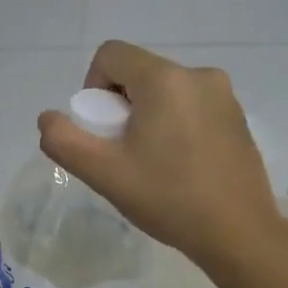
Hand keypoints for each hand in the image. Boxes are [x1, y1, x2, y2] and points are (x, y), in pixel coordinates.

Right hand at [37, 40, 285, 270]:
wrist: (238, 233)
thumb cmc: (168, 198)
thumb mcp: (104, 173)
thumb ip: (64, 140)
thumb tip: (48, 119)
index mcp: (165, 79)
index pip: (111, 54)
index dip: (93, 87)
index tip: (102, 130)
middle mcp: (199, 74)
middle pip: (139, 72)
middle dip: (121, 105)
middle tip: (124, 152)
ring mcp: (224, 95)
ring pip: (165, 90)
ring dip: (148, 116)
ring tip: (152, 163)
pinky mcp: (238, 116)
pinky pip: (191, 105)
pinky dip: (175, 124)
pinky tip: (180, 166)